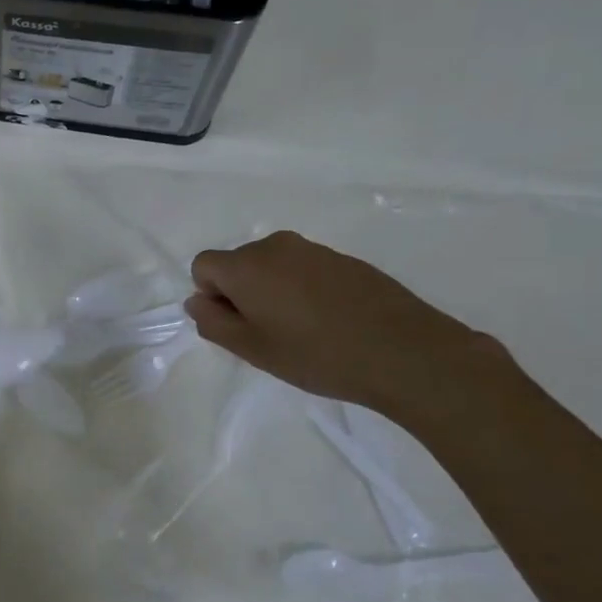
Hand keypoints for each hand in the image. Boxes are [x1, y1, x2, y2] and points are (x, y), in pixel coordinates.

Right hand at [185, 232, 507, 419]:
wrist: (404, 352)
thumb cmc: (315, 355)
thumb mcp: (252, 349)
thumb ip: (214, 322)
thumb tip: (197, 301)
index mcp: (246, 266)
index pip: (204, 265)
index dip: (211, 295)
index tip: (236, 324)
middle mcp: (276, 247)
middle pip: (238, 263)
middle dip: (240, 292)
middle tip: (265, 333)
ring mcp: (314, 250)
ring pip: (273, 266)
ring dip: (272, 291)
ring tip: (299, 330)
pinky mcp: (345, 260)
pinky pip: (304, 269)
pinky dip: (303, 290)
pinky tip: (328, 322)